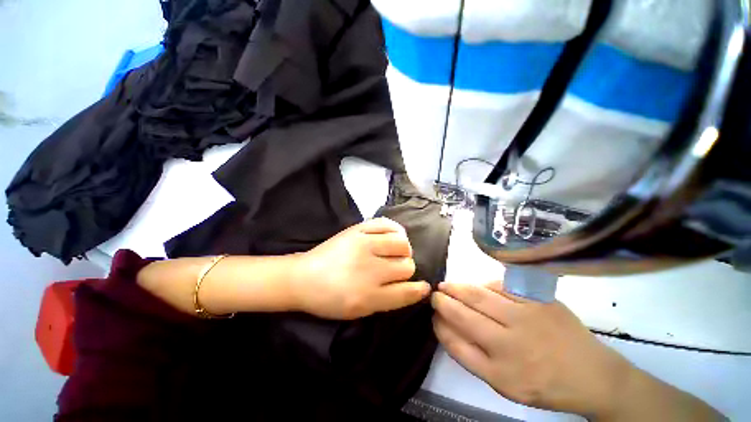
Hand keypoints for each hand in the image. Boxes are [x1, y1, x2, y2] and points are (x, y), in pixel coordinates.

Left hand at [291, 218, 430, 319]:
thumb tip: (414, 288)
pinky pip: (387, 224)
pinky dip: (395, 230)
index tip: (424, 286)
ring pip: (402, 244)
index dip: (419, 290)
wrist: (303, 278)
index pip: (406, 292)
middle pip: (407, 265)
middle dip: (406, 269)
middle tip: (396, 268)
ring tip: (395, 251)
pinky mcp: (357, 230)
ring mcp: (363, 245)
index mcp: (369, 296)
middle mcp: (369, 270)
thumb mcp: (360, 311)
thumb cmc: (330, 299)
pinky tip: (392, 235)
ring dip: (403, 249)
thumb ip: (388, 300)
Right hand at [431, 281, 630, 418]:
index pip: (455, 342)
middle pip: (463, 313)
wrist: (592, 375)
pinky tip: (477, 286)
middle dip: (442, 300)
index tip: (432, 314)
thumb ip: (470, 356)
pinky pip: (500, 286)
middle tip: (434, 293)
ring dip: (456, 287)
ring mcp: (526, 317)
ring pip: (478, 295)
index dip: (439, 324)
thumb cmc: (542, 383)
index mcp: (501, 372)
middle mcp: (510, 343)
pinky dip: (483, 284)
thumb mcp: (503, 384)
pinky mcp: (538, 300)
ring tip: (446, 285)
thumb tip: (445, 325)